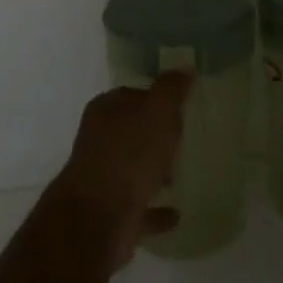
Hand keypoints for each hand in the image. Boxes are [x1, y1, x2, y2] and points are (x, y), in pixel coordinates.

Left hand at [52, 73, 191, 267]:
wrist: (99, 216)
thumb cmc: (129, 154)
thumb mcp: (158, 111)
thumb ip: (171, 89)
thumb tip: (183, 66)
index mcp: (105, 111)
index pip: (131, 96)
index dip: (154, 99)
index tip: (178, 107)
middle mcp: (99, 142)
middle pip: (130, 132)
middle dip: (153, 136)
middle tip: (182, 139)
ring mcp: (103, 180)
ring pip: (132, 169)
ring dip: (153, 172)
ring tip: (180, 174)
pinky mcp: (112, 214)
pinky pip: (140, 208)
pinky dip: (156, 210)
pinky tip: (176, 213)